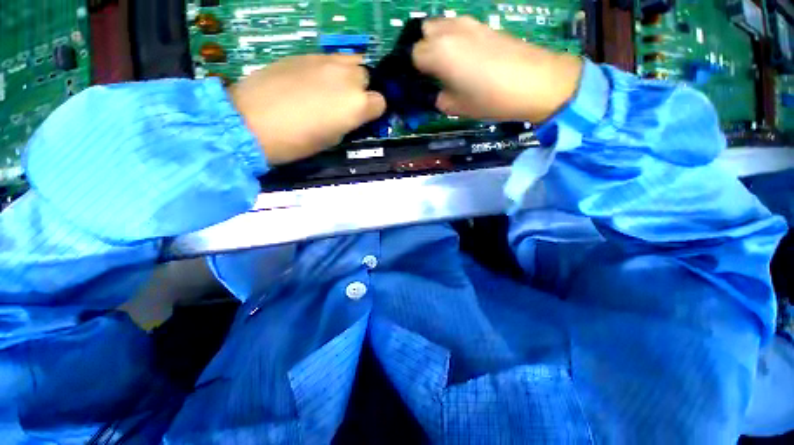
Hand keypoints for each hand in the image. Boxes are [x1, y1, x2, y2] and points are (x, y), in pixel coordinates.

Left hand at [229, 55, 385, 164]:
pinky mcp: (304, 54)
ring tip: (332, 88)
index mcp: (356, 105)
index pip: (380, 102)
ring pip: (350, 60)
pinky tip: (312, 81)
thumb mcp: (332, 139)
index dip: (373, 111)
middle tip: (345, 102)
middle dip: (360, 89)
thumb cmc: (297, 141)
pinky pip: (328, 58)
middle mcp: (347, 78)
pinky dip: (328, 69)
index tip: (363, 118)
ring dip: (347, 75)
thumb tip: (351, 115)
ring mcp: (325, 61)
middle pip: (366, 76)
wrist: (252, 121)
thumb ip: (348, 122)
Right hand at [412, 17, 583, 122]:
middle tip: (431, 72)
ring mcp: (469, 24)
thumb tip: (436, 93)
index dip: (414, 70)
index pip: (413, 55)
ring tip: (447, 65)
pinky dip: (454, 40)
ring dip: (437, 42)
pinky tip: (465, 58)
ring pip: (441, 26)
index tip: (419, 83)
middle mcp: (450, 31)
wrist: (536, 82)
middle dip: (423, 50)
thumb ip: (439, 98)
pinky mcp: (485, 24)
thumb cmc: (491, 99)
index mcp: (440, 52)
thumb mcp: (458, 107)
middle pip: (424, 32)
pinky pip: (459, 28)